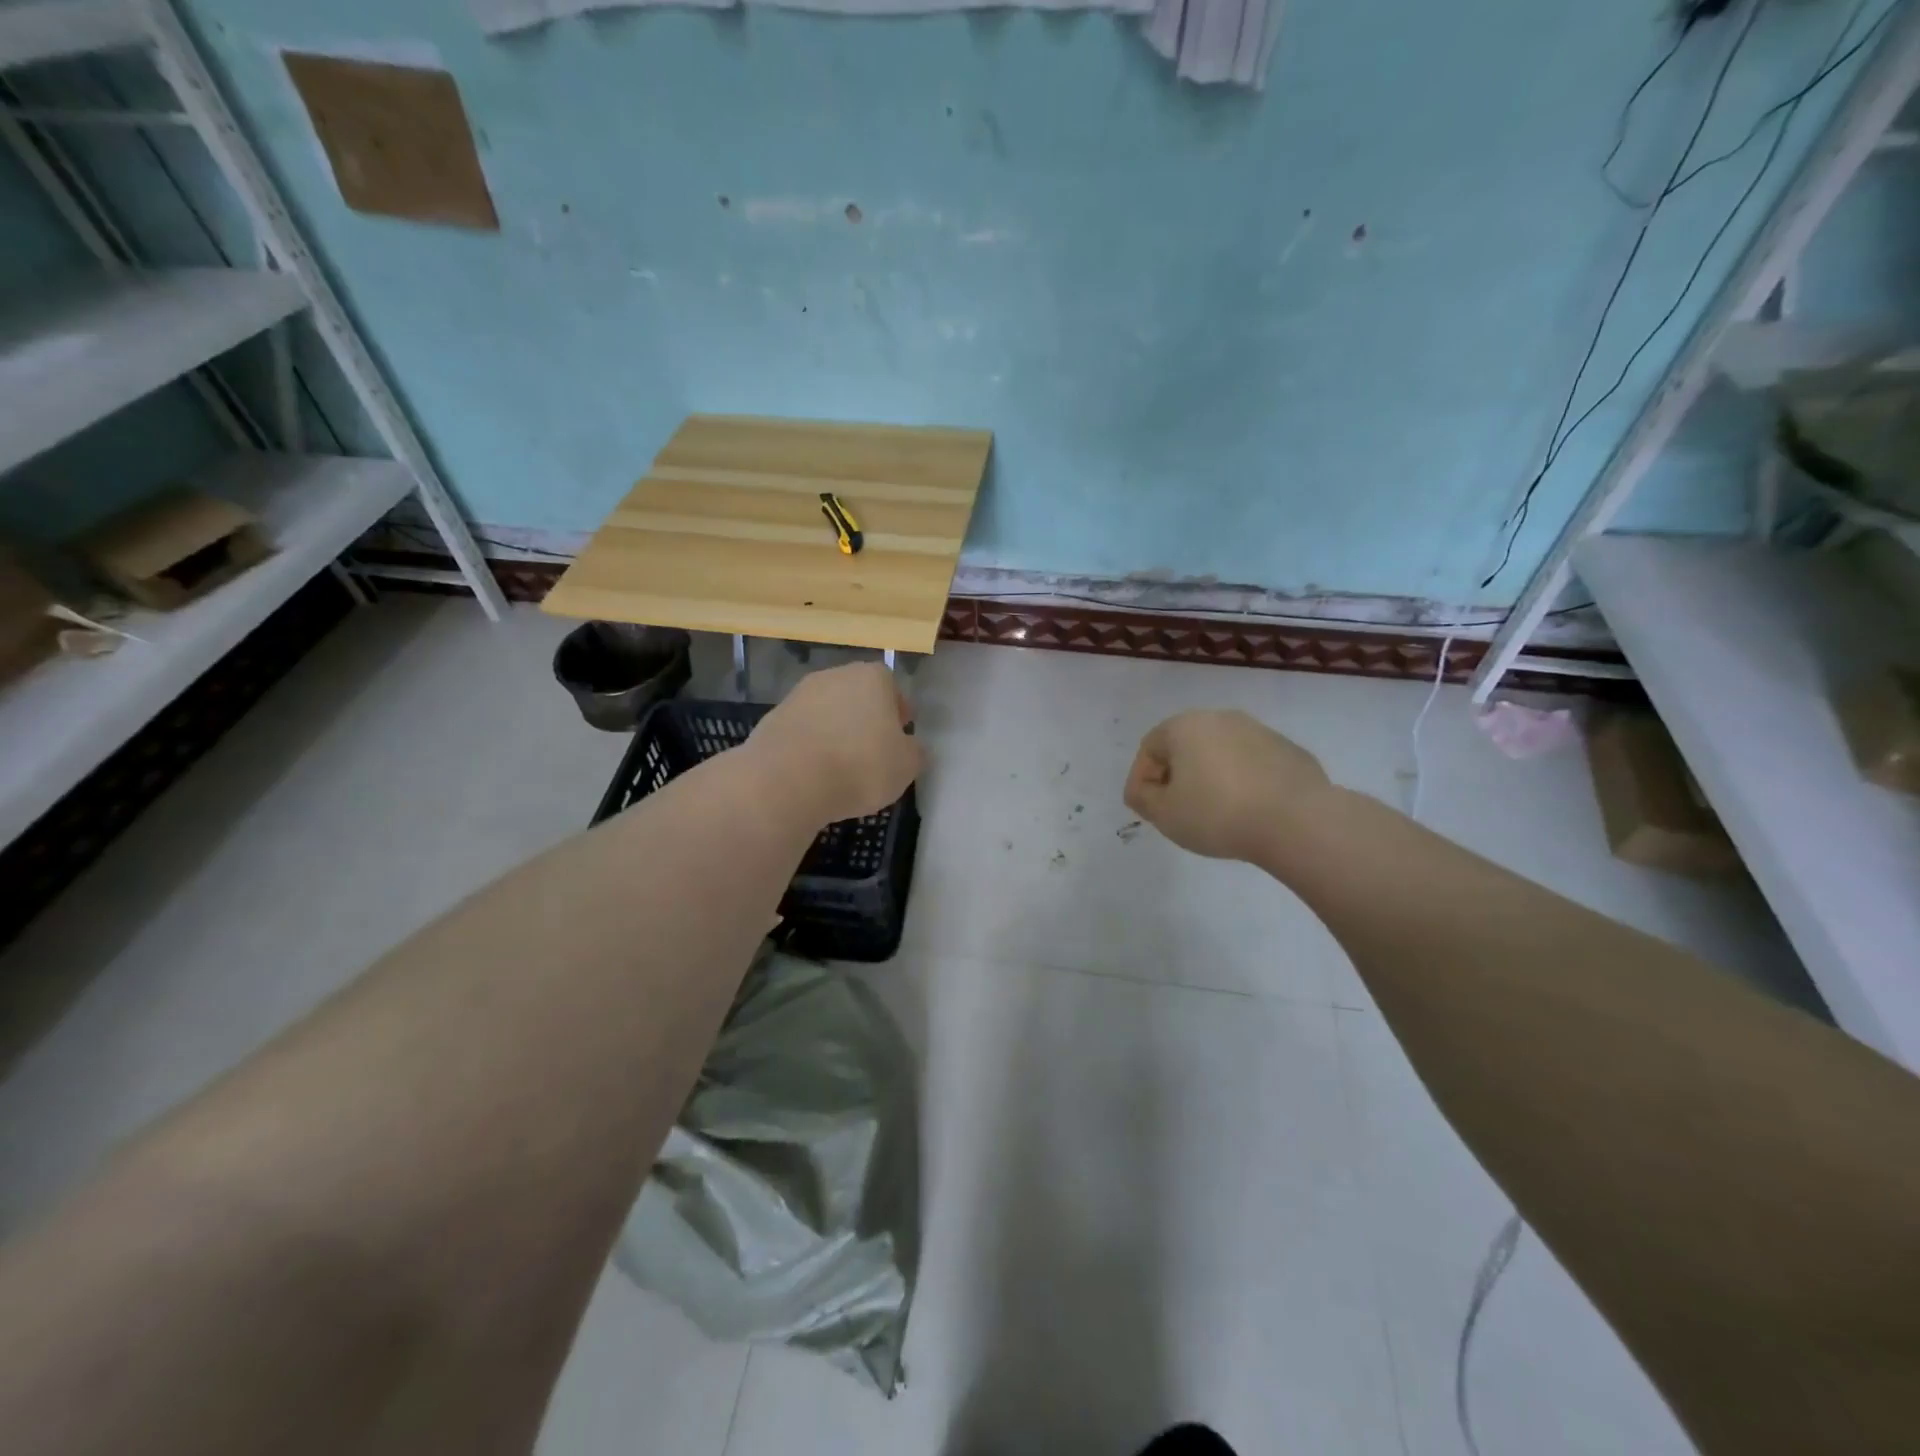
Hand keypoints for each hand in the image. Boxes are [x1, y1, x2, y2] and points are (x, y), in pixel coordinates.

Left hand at [747, 662, 922, 824]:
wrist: (788, 780)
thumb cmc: (860, 766)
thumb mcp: (906, 766)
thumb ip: (914, 752)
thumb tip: (910, 747)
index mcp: (873, 678)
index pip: (892, 688)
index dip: (897, 714)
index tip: (898, 739)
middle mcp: (835, 676)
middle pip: (858, 697)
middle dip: (865, 721)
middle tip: (872, 754)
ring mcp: (799, 695)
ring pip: (828, 713)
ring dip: (836, 733)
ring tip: (841, 769)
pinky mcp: (773, 718)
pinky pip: (803, 732)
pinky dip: (810, 747)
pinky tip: (814, 774)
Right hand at [1123, 710, 1331, 861]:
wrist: (1297, 821)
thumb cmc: (1217, 814)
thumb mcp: (1164, 814)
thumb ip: (1142, 798)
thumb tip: (1142, 789)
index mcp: (1185, 726)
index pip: (1149, 748)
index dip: (1141, 779)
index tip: (1148, 809)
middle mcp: (1221, 718)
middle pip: (1186, 746)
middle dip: (1177, 775)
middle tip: (1178, 810)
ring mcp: (1260, 731)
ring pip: (1221, 753)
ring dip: (1211, 777)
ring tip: (1215, 813)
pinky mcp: (1289, 751)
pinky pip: (1253, 765)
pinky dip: (1244, 782)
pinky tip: (1249, 811)